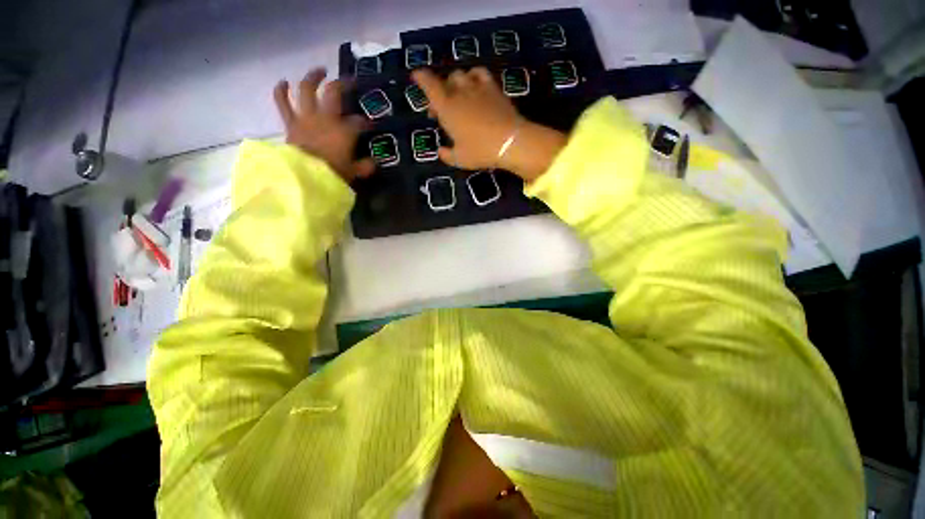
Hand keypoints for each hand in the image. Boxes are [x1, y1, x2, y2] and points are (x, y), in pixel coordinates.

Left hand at [274, 68, 373, 181]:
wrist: (304, 177)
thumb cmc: (332, 175)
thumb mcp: (354, 173)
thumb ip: (365, 166)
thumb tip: (373, 162)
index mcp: (344, 131)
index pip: (358, 122)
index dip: (365, 123)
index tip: (369, 126)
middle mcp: (325, 118)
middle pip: (333, 92)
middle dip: (343, 84)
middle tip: (350, 81)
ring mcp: (306, 117)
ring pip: (307, 89)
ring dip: (313, 77)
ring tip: (320, 70)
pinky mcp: (290, 122)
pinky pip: (282, 102)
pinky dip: (281, 91)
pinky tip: (283, 82)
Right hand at [412, 68, 565, 180]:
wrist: (509, 141)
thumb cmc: (480, 151)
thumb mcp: (460, 159)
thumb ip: (447, 155)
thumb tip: (441, 151)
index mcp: (447, 108)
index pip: (429, 85)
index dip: (421, 78)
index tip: (416, 75)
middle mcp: (459, 92)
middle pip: (445, 81)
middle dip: (440, 91)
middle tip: (442, 109)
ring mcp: (477, 88)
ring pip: (461, 74)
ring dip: (456, 83)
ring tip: (458, 95)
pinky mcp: (493, 88)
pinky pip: (480, 73)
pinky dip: (473, 75)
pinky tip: (475, 84)